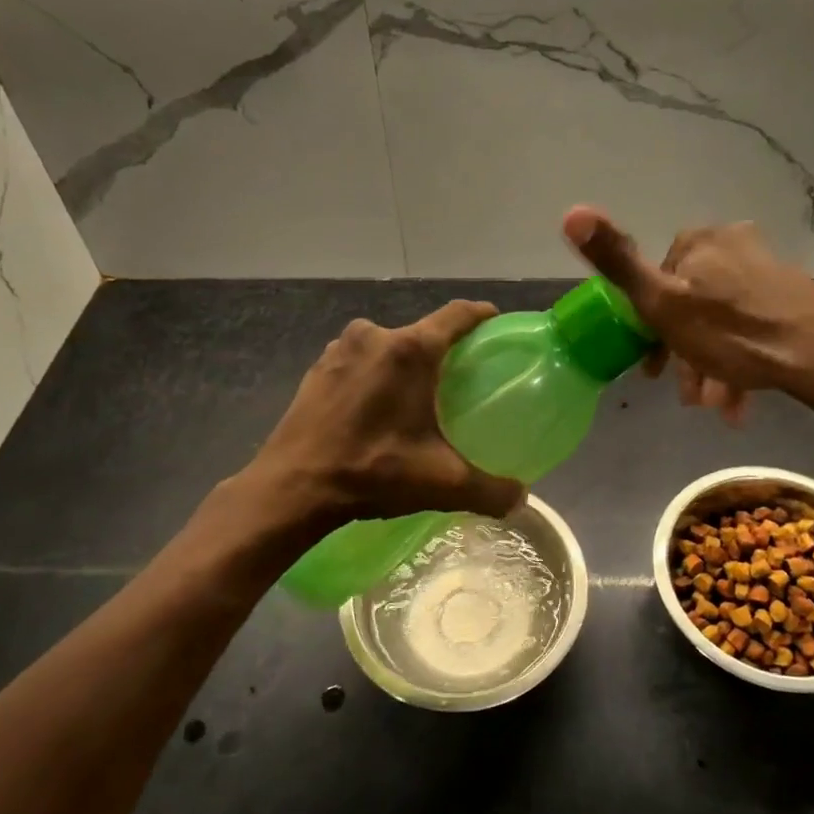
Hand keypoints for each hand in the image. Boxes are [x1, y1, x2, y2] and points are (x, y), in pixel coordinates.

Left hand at [242, 301, 525, 528]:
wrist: (292, 488)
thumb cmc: (372, 472)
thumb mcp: (441, 483)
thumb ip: (490, 490)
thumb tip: (520, 499)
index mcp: (410, 351)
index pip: (457, 314)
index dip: (480, 315)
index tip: (495, 324)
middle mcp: (374, 336)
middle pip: (421, 333)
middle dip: (442, 351)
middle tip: (459, 379)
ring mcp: (340, 349)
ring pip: (387, 346)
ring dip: (404, 364)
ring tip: (416, 396)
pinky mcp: (317, 368)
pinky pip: (359, 360)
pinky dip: (374, 374)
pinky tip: (375, 408)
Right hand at [563, 206, 813, 421]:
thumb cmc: (731, 332)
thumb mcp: (662, 302)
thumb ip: (616, 261)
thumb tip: (571, 211)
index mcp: (698, 242)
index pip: (656, 282)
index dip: (650, 329)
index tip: (654, 370)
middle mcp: (732, 245)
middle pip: (691, 306)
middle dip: (686, 356)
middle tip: (690, 397)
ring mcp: (766, 269)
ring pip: (722, 322)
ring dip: (712, 367)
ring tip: (718, 406)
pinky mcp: (792, 296)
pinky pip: (751, 328)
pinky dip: (740, 362)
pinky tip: (741, 400)